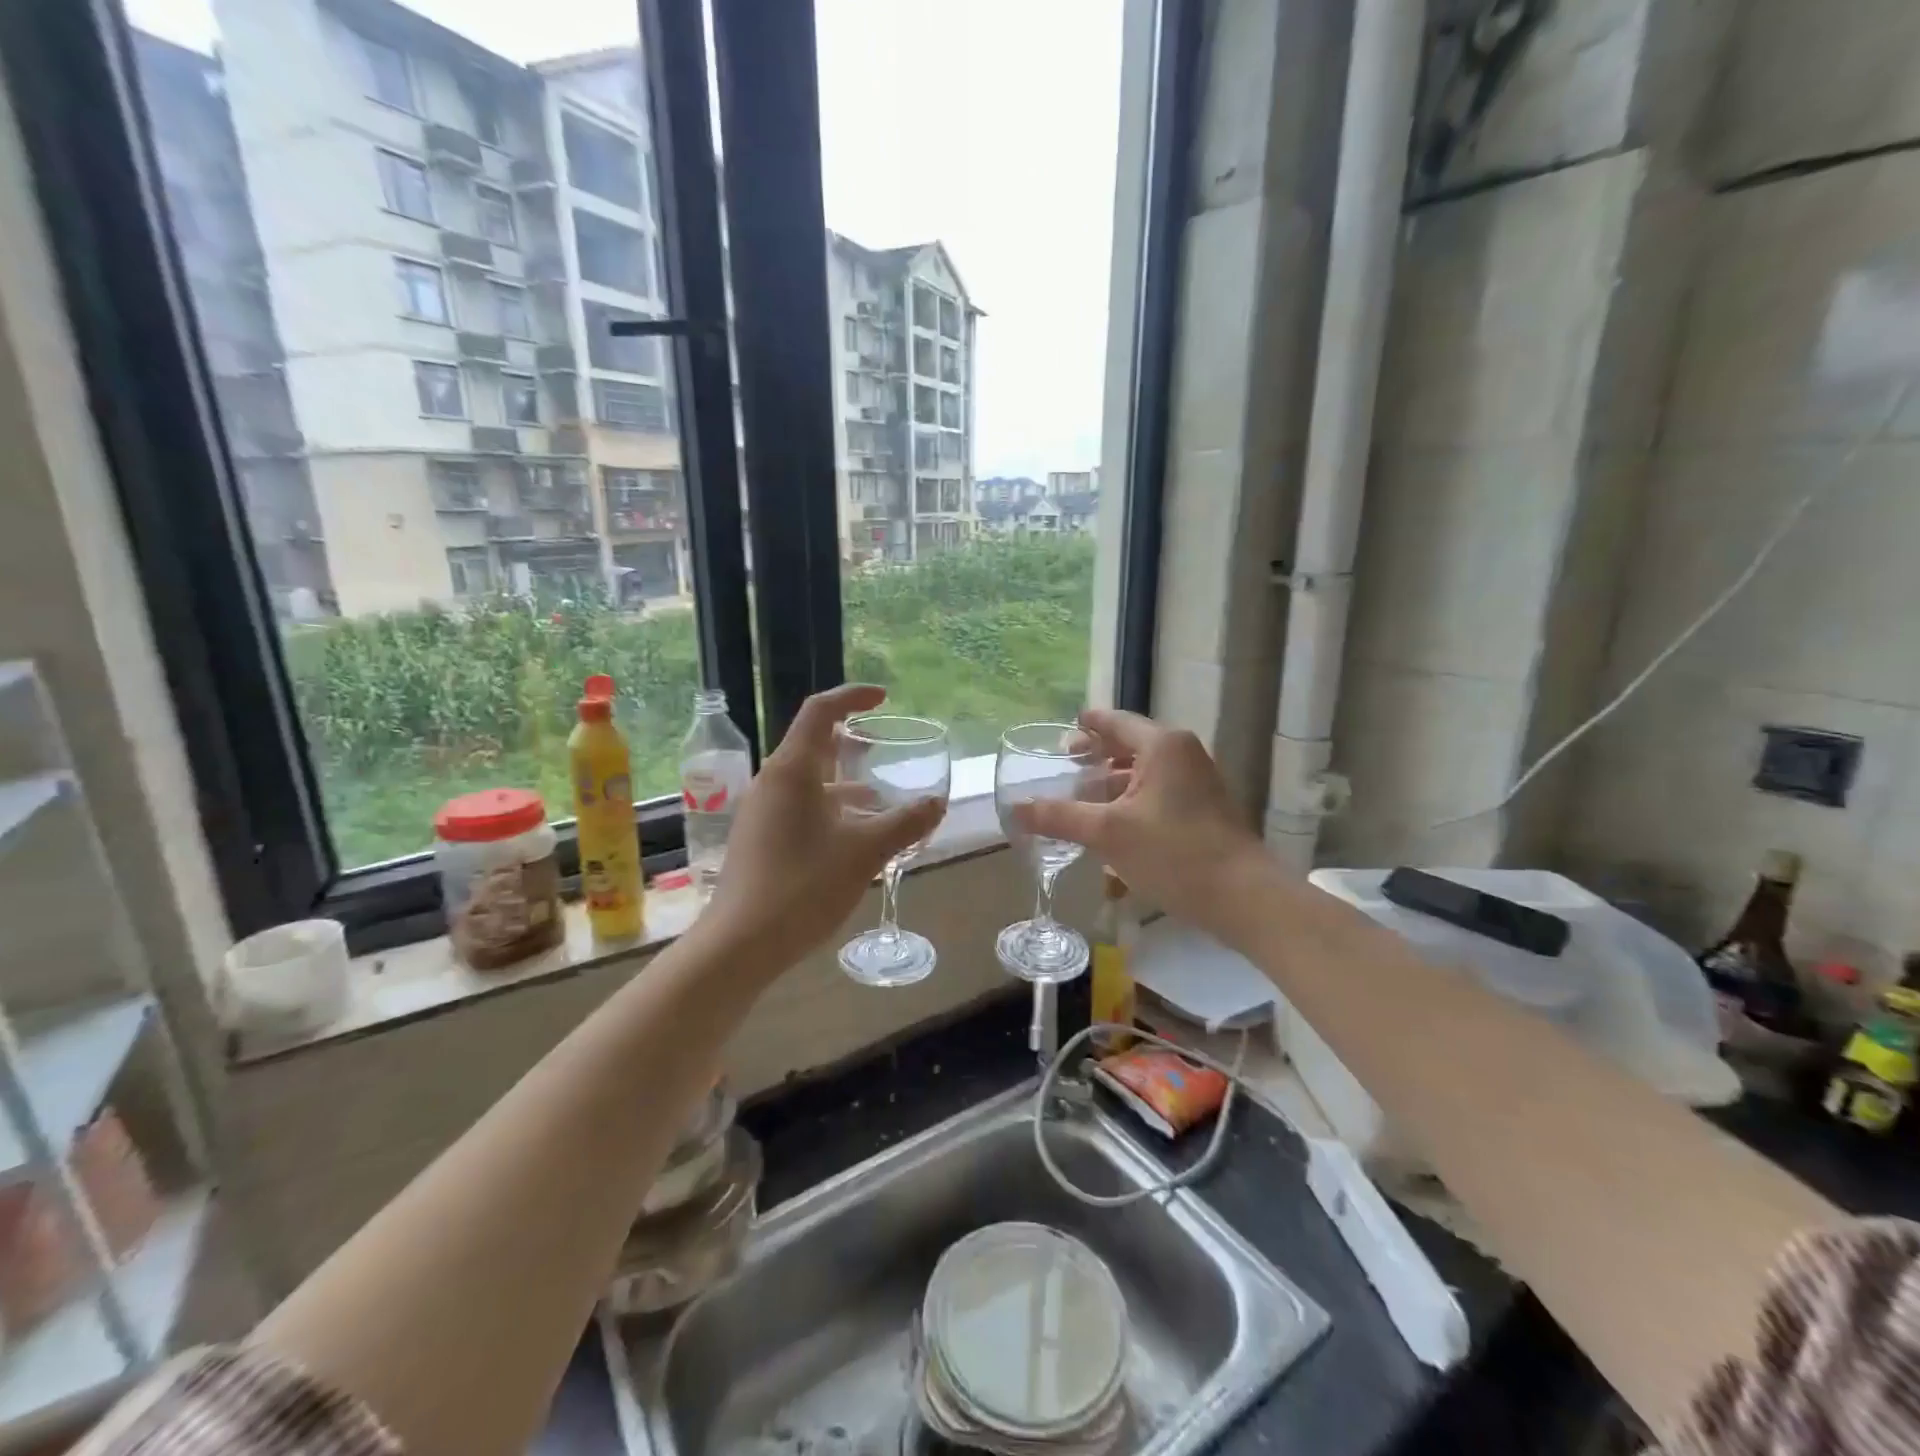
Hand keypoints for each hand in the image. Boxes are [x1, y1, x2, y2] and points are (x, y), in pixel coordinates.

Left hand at [701, 685, 944, 965]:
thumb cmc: (803, 886)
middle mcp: (772, 783)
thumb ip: (905, 823)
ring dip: (843, 783)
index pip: (820, 712)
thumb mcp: (865, 852)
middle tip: (883, 751)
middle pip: (812, 745)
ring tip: (879, 800)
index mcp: (792, 770)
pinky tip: (853, 838)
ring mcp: (761, 812)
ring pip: (807, 781)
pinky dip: (830, 809)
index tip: (883, 698)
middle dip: (850, 744)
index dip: (852, 697)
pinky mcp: (759, 840)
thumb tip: (937, 802)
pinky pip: (799, 808)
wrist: (741, 945)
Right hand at [1015, 708, 1266, 930]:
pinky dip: (1132, 801)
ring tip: (1081, 799)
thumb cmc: (1173, 853)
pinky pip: (1159, 794)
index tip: (1064, 730)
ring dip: (1113, 783)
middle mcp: (1183, 754)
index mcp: (1162, 745)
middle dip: (1097, 756)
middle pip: (1131, 745)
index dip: (1087, 725)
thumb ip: (1059, 817)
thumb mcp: (1108, 833)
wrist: (1243, 897)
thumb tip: (1014, 809)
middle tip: (1065, 766)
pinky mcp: (1205, 810)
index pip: (1115, 722)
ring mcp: (1199, 783)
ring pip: (1145, 773)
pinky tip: (1112, 826)